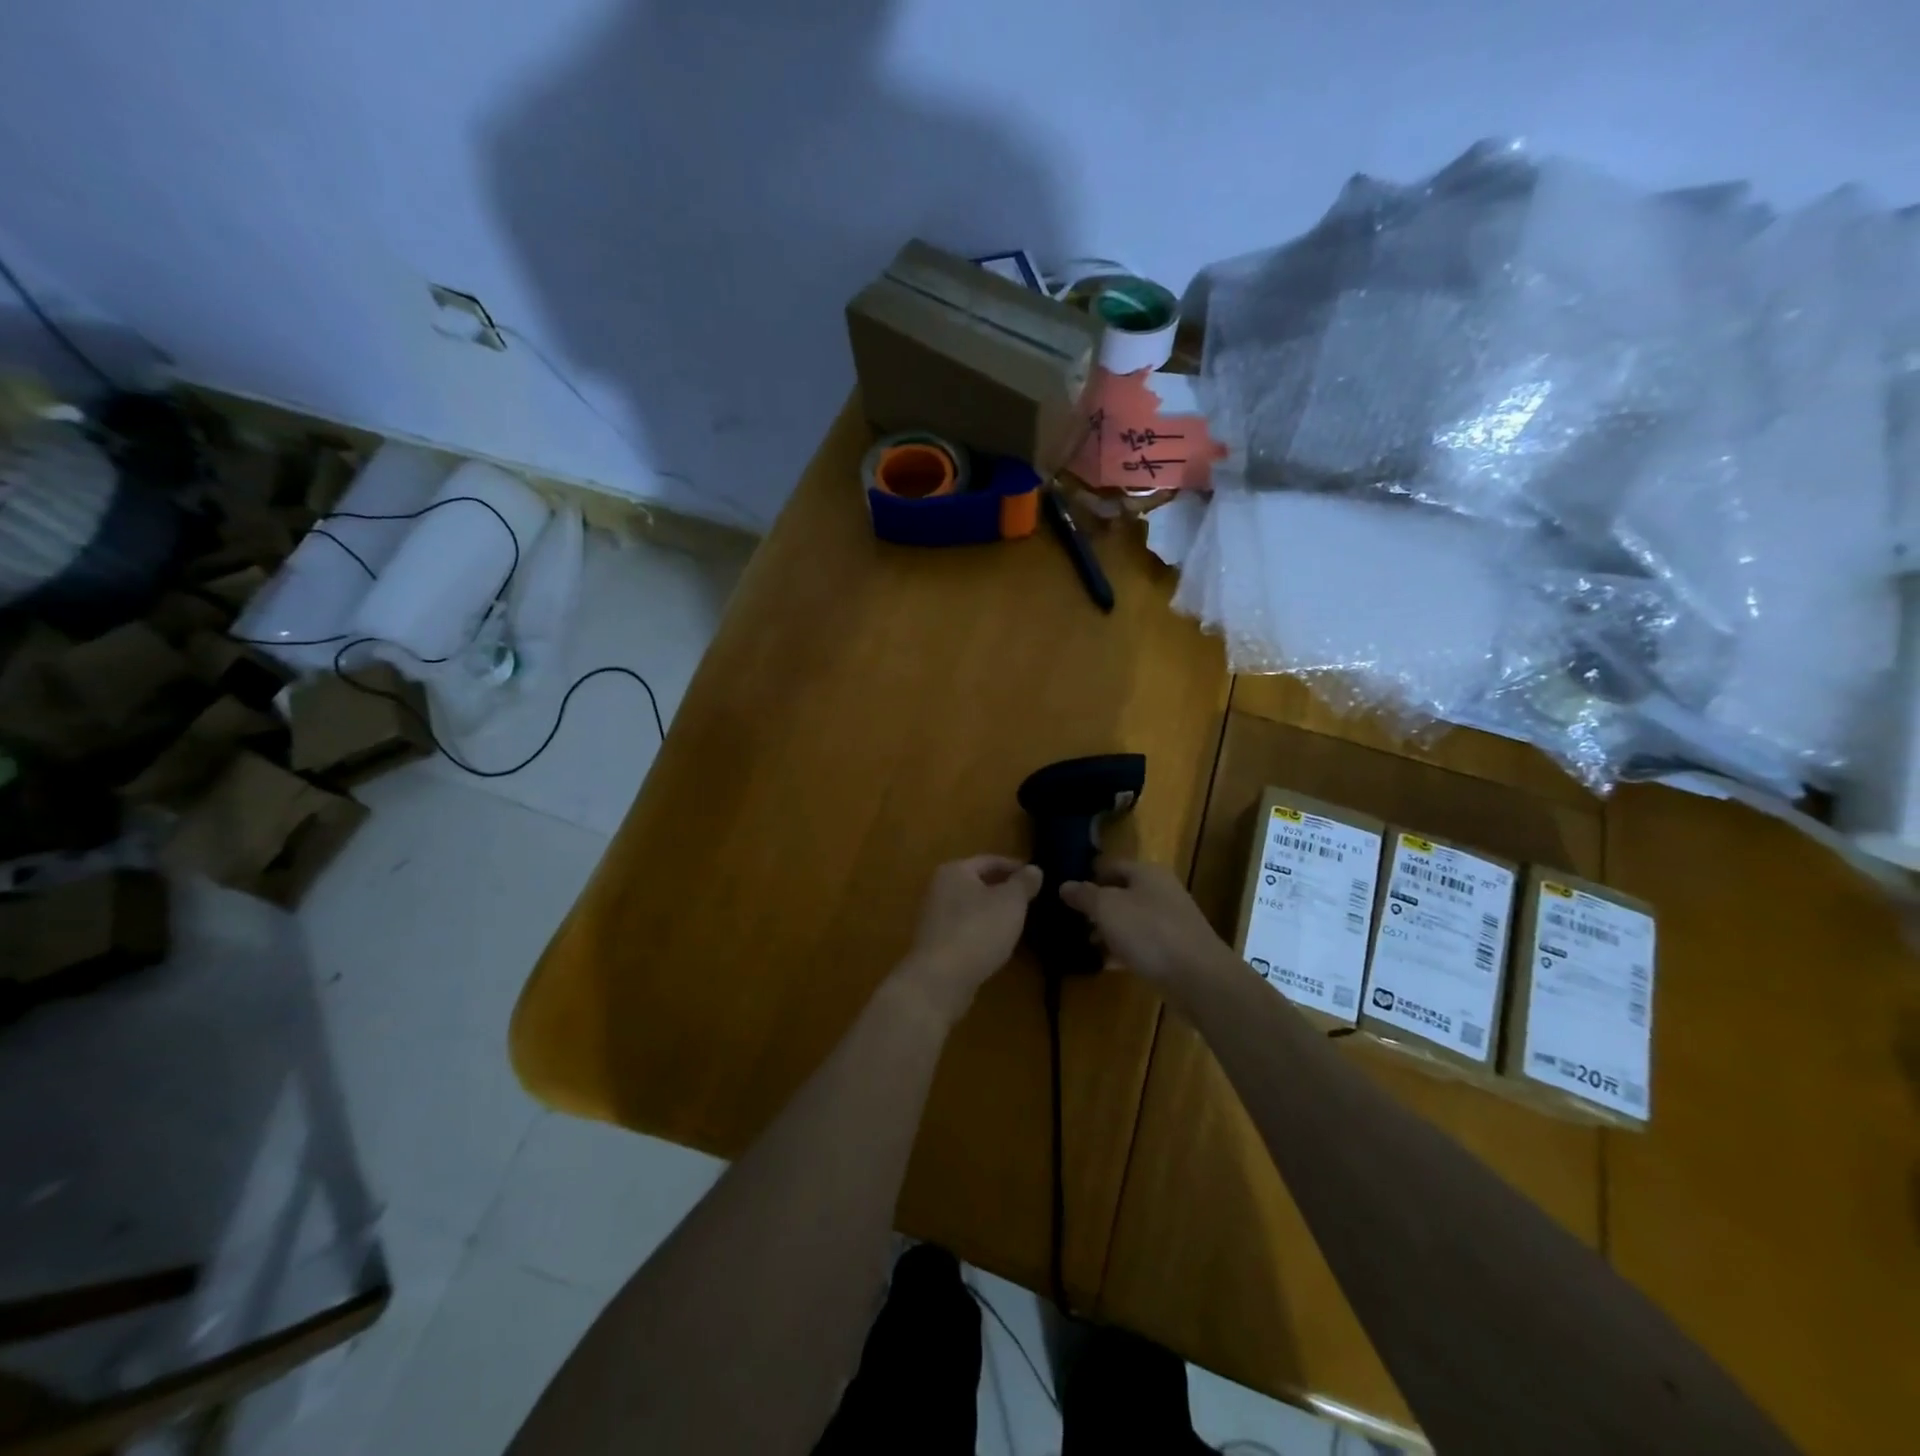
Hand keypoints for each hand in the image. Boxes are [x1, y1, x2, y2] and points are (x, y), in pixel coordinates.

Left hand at [895, 855, 1043, 1024]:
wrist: (940, 979)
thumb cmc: (978, 930)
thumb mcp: (1011, 902)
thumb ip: (1024, 883)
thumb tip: (1034, 869)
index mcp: (954, 870)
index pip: (990, 861)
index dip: (1015, 867)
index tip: (1037, 878)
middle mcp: (939, 889)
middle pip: (978, 883)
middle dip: (1003, 890)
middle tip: (1031, 900)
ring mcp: (934, 918)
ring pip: (971, 907)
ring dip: (993, 912)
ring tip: (1018, 921)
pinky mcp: (935, 944)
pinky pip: (965, 929)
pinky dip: (982, 931)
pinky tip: (998, 943)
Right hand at [1059, 858, 1230, 991]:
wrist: (1198, 977)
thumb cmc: (1148, 932)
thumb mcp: (1107, 908)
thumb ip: (1084, 895)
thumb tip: (1064, 885)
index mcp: (1147, 873)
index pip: (1111, 865)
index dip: (1088, 876)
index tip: (1066, 893)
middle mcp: (1161, 891)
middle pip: (1122, 893)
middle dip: (1097, 907)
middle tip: (1072, 920)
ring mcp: (1171, 921)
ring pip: (1132, 920)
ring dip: (1109, 930)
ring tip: (1085, 944)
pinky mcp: (1175, 949)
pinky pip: (1143, 944)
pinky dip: (1124, 950)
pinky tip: (1107, 963)